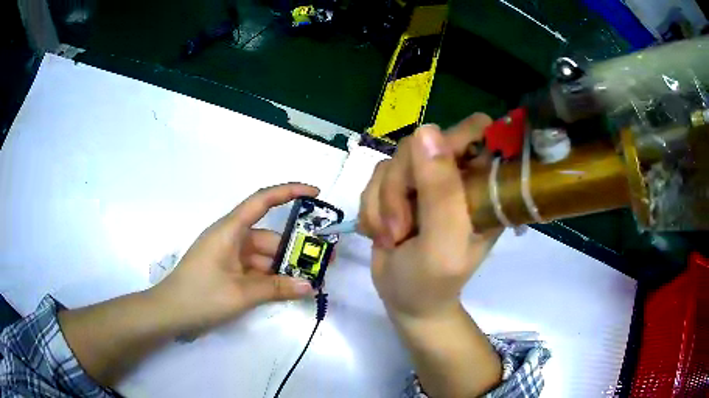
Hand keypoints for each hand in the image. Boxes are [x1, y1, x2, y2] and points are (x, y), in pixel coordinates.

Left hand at [150, 183, 318, 335]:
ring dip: (284, 268)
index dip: (289, 192)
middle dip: (295, 249)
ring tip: (311, 281)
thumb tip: (310, 286)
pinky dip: (272, 279)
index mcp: (230, 230)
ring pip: (264, 257)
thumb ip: (276, 288)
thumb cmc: (200, 295)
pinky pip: (256, 270)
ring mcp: (230, 257)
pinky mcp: (229, 272)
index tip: (315, 194)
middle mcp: (231, 238)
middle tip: (323, 263)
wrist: (169, 314)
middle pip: (269, 238)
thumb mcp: (240, 293)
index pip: (262, 201)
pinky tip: (289, 290)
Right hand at [359, 115, 501, 318]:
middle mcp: (457, 175)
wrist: (405, 300)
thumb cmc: (433, 281)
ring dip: (384, 202)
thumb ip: (441, 191)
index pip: (477, 131)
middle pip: (423, 141)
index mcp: (484, 185)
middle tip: (403, 226)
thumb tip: (426, 130)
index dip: (453, 142)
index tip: (431, 177)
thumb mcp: (443, 243)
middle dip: (402, 185)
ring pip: (394, 160)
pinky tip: (381, 232)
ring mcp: (426, 179)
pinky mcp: (399, 186)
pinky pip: (375, 176)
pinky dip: (372, 207)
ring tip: (393, 236)